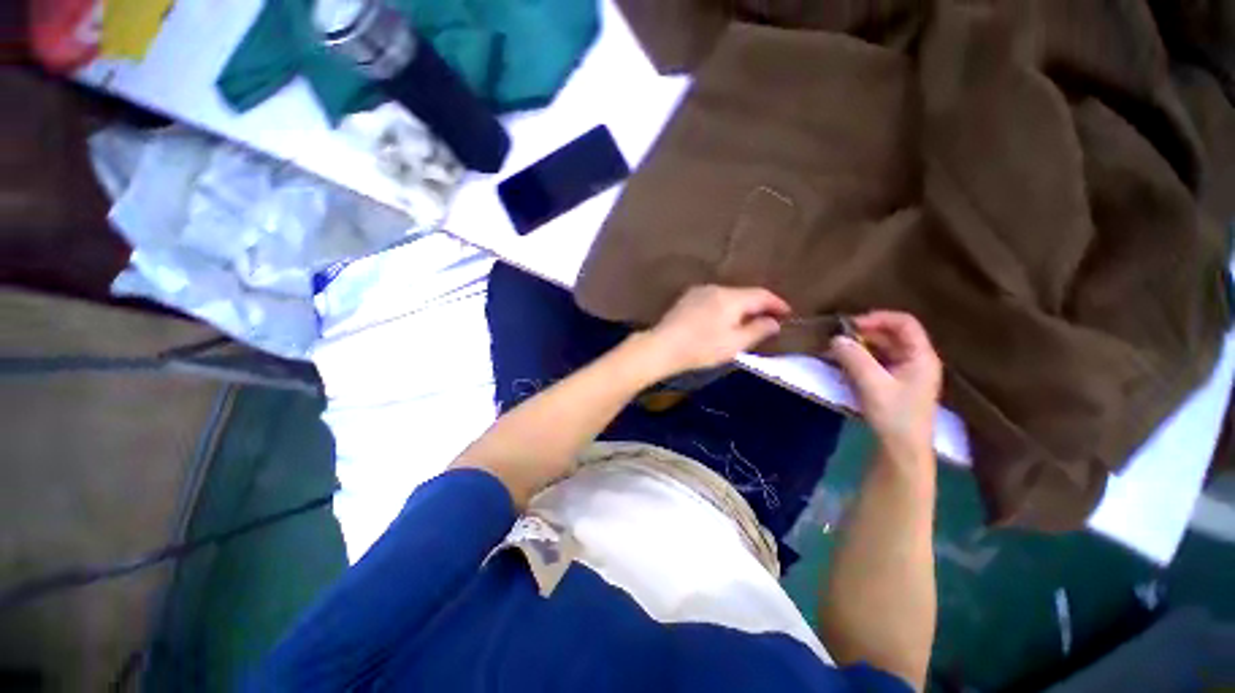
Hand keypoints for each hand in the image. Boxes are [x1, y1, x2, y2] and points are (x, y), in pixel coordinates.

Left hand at [644, 285, 789, 374]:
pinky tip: (722, 321)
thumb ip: (757, 330)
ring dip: (740, 307)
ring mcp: (698, 292)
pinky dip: (724, 308)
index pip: (761, 295)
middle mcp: (715, 288)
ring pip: (728, 297)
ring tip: (747, 322)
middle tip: (769, 321)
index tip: (788, 313)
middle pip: (744, 294)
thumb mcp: (734, 344)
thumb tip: (774, 322)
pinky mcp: (686, 299)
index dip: (777, 303)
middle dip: (758, 306)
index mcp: (730, 297)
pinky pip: (713, 300)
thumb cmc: (701, 348)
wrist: (662, 347)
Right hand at [829, 311, 941, 463]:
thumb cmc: (894, 416)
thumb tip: (836, 338)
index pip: (904, 323)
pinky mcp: (894, 383)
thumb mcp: (873, 384)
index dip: (878, 318)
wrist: (903, 450)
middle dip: (863, 334)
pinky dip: (859, 360)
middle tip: (836, 339)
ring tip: (835, 351)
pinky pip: (876, 362)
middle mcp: (916, 360)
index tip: (850, 325)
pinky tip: (843, 365)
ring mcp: (905, 372)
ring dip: (858, 347)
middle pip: (891, 335)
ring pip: (881, 349)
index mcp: (921, 356)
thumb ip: (854, 358)